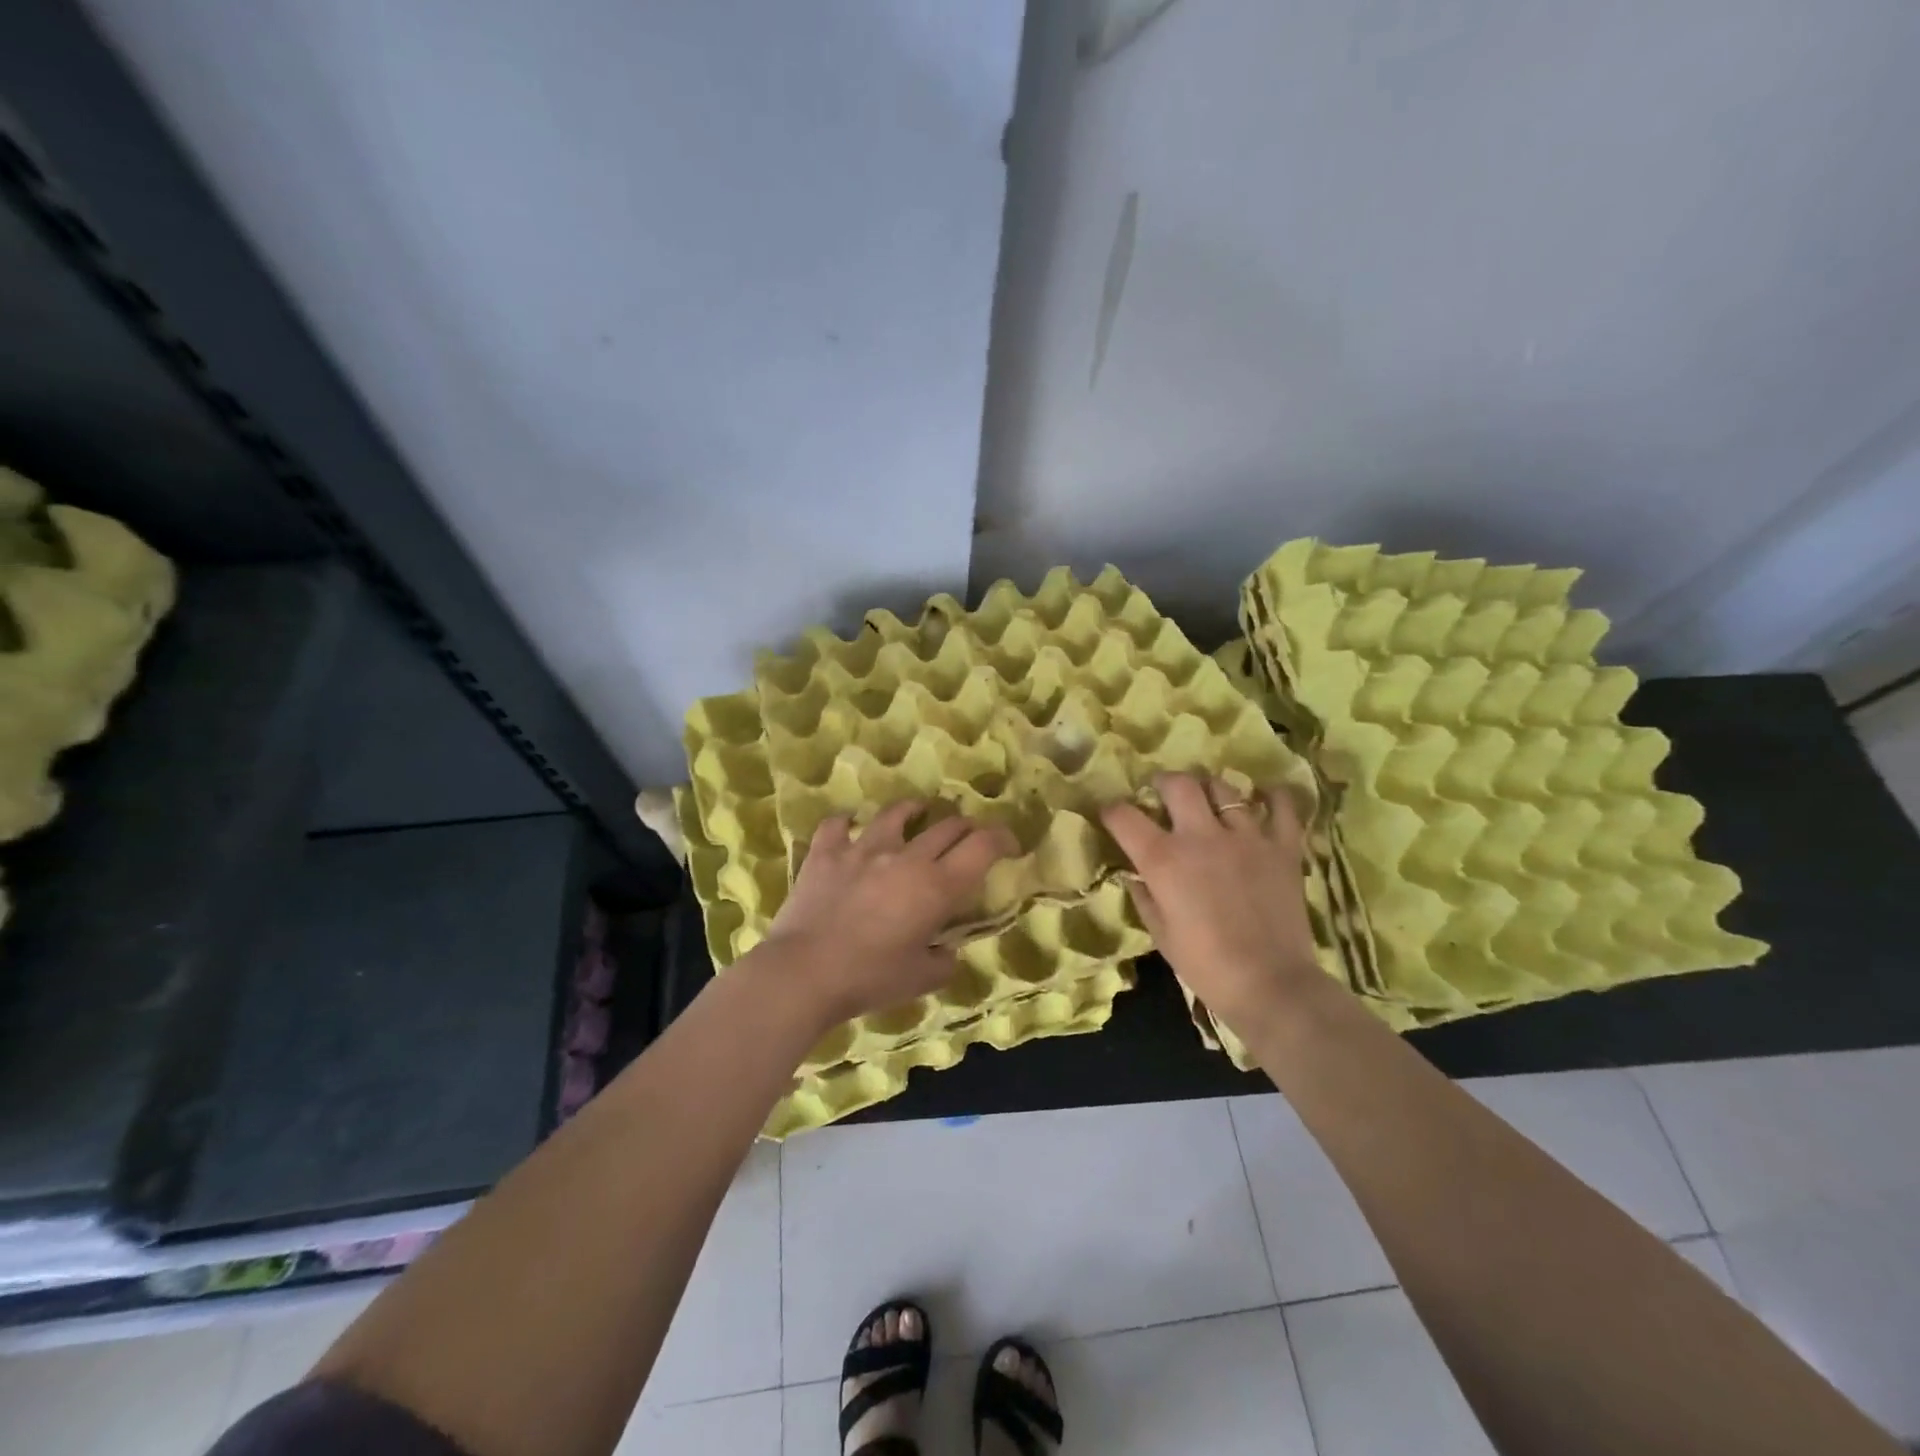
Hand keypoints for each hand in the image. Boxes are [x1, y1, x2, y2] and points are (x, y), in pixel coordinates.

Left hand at [762, 800, 1016, 1024]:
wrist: (804, 973)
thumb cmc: (870, 979)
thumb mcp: (921, 980)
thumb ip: (944, 961)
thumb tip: (946, 951)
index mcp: (937, 886)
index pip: (983, 846)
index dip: (1002, 838)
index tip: (1009, 845)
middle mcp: (906, 857)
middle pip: (947, 826)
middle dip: (966, 827)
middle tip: (969, 836)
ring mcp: (863, 849)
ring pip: (896, 813)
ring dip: (914, 810)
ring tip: (918, 810)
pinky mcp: (826, 853)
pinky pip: (838, 825)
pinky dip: (847, 823)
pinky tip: (849, 825)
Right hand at [1102, 773, 1325, 1035]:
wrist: (1270, 985)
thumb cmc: (1205, 965)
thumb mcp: (1160, 934)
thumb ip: (1143, 895)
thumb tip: (1134, 873)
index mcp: (1163, 859)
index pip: (1125, 817)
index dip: (1112, 811)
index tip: (1112, 815)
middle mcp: (1201, 836)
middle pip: (1178, 784)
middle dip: (1164, 783)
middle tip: (1163, 793)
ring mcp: (1246, 837)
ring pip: (1224, 788)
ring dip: (1210, 789)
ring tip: (1208, 799)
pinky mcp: (1282, 847)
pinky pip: (1281, 807)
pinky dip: (1273, 797)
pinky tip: (1265, 797)